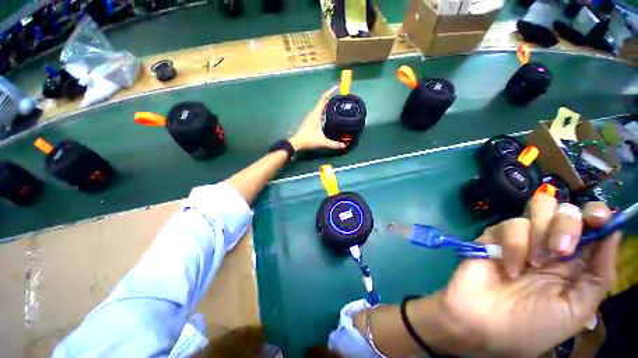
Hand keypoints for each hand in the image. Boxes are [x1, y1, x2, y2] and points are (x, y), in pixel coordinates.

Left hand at [288, 86, 346, 151]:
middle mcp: (312, 113)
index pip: (323, 100)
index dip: (329, 93)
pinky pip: (318, 113)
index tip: (335, 88)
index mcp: (316, 114)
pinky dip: (324, 111)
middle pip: (322, 102)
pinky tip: (328, 115)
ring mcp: (310, 117)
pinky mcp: (309, 121)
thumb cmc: (308, 140)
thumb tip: (344, 146)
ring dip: (327, 105)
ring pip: (320, 108)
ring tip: (336, 105)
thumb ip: (334, 144)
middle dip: (330, 98)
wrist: (296, 143)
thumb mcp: (323, 142)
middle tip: (339, 98)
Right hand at [434, 195, 619, 356]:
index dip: (597, 212)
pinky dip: (514, 245)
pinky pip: (514, 222)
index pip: (593, 224)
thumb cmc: (530, 331)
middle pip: (571, 208)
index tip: (596, 218)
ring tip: (531, 263)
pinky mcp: (503, 237)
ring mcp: (530, 239)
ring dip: (541, 231)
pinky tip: (509, 269)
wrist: (478, 334)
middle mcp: (556, 246)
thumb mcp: (574, 314)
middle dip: (568, 224)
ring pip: (544, 204)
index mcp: (575, 264)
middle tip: (560, 251)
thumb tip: (616, 230)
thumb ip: (601, 277)